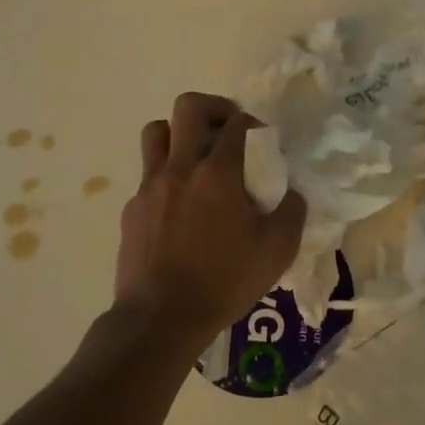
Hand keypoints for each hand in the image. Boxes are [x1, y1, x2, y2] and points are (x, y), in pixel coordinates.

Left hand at [115, 92, 307, 342]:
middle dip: (214, 108)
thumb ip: (291, 211)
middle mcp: (180, 168)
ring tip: (198, 156)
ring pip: (157, 132)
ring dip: (180, 133)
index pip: (238, 123)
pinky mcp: (132, 208)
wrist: (161, 318)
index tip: (264, 143)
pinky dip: (166, 175)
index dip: (255, 124)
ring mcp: (150, 186)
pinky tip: (180, 206)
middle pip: (189, 107)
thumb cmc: (224, 281)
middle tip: (229, 130)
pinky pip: (148, 173)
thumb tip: (290, 192)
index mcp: (218, 173)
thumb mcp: (277, 250)